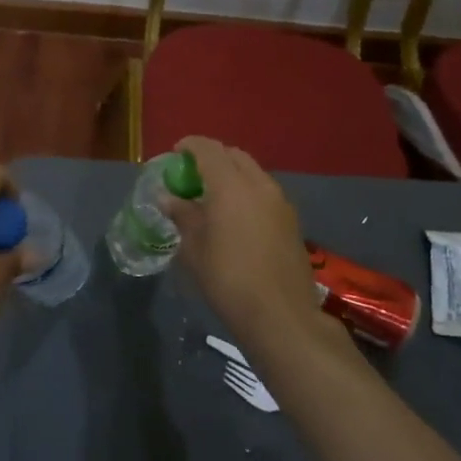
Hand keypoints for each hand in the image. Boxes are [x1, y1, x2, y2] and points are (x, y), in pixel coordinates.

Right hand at [162, 137, 327, 355]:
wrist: (281, 315)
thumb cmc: (228, 278)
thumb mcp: (194, 248)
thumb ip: (182, 215)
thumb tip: (168, 198)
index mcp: (231, 185)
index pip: (208, 149)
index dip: (190, 146)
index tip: (176, 154)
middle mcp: (259, 184)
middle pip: (234, 156)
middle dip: (213, 157)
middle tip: (194, 175)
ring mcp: (280, 201)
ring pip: (253, 173)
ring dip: (232, 175)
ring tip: (214, 197)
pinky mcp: (292, 220)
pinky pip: (264, 192)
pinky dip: (247, 192)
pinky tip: (236, 217)